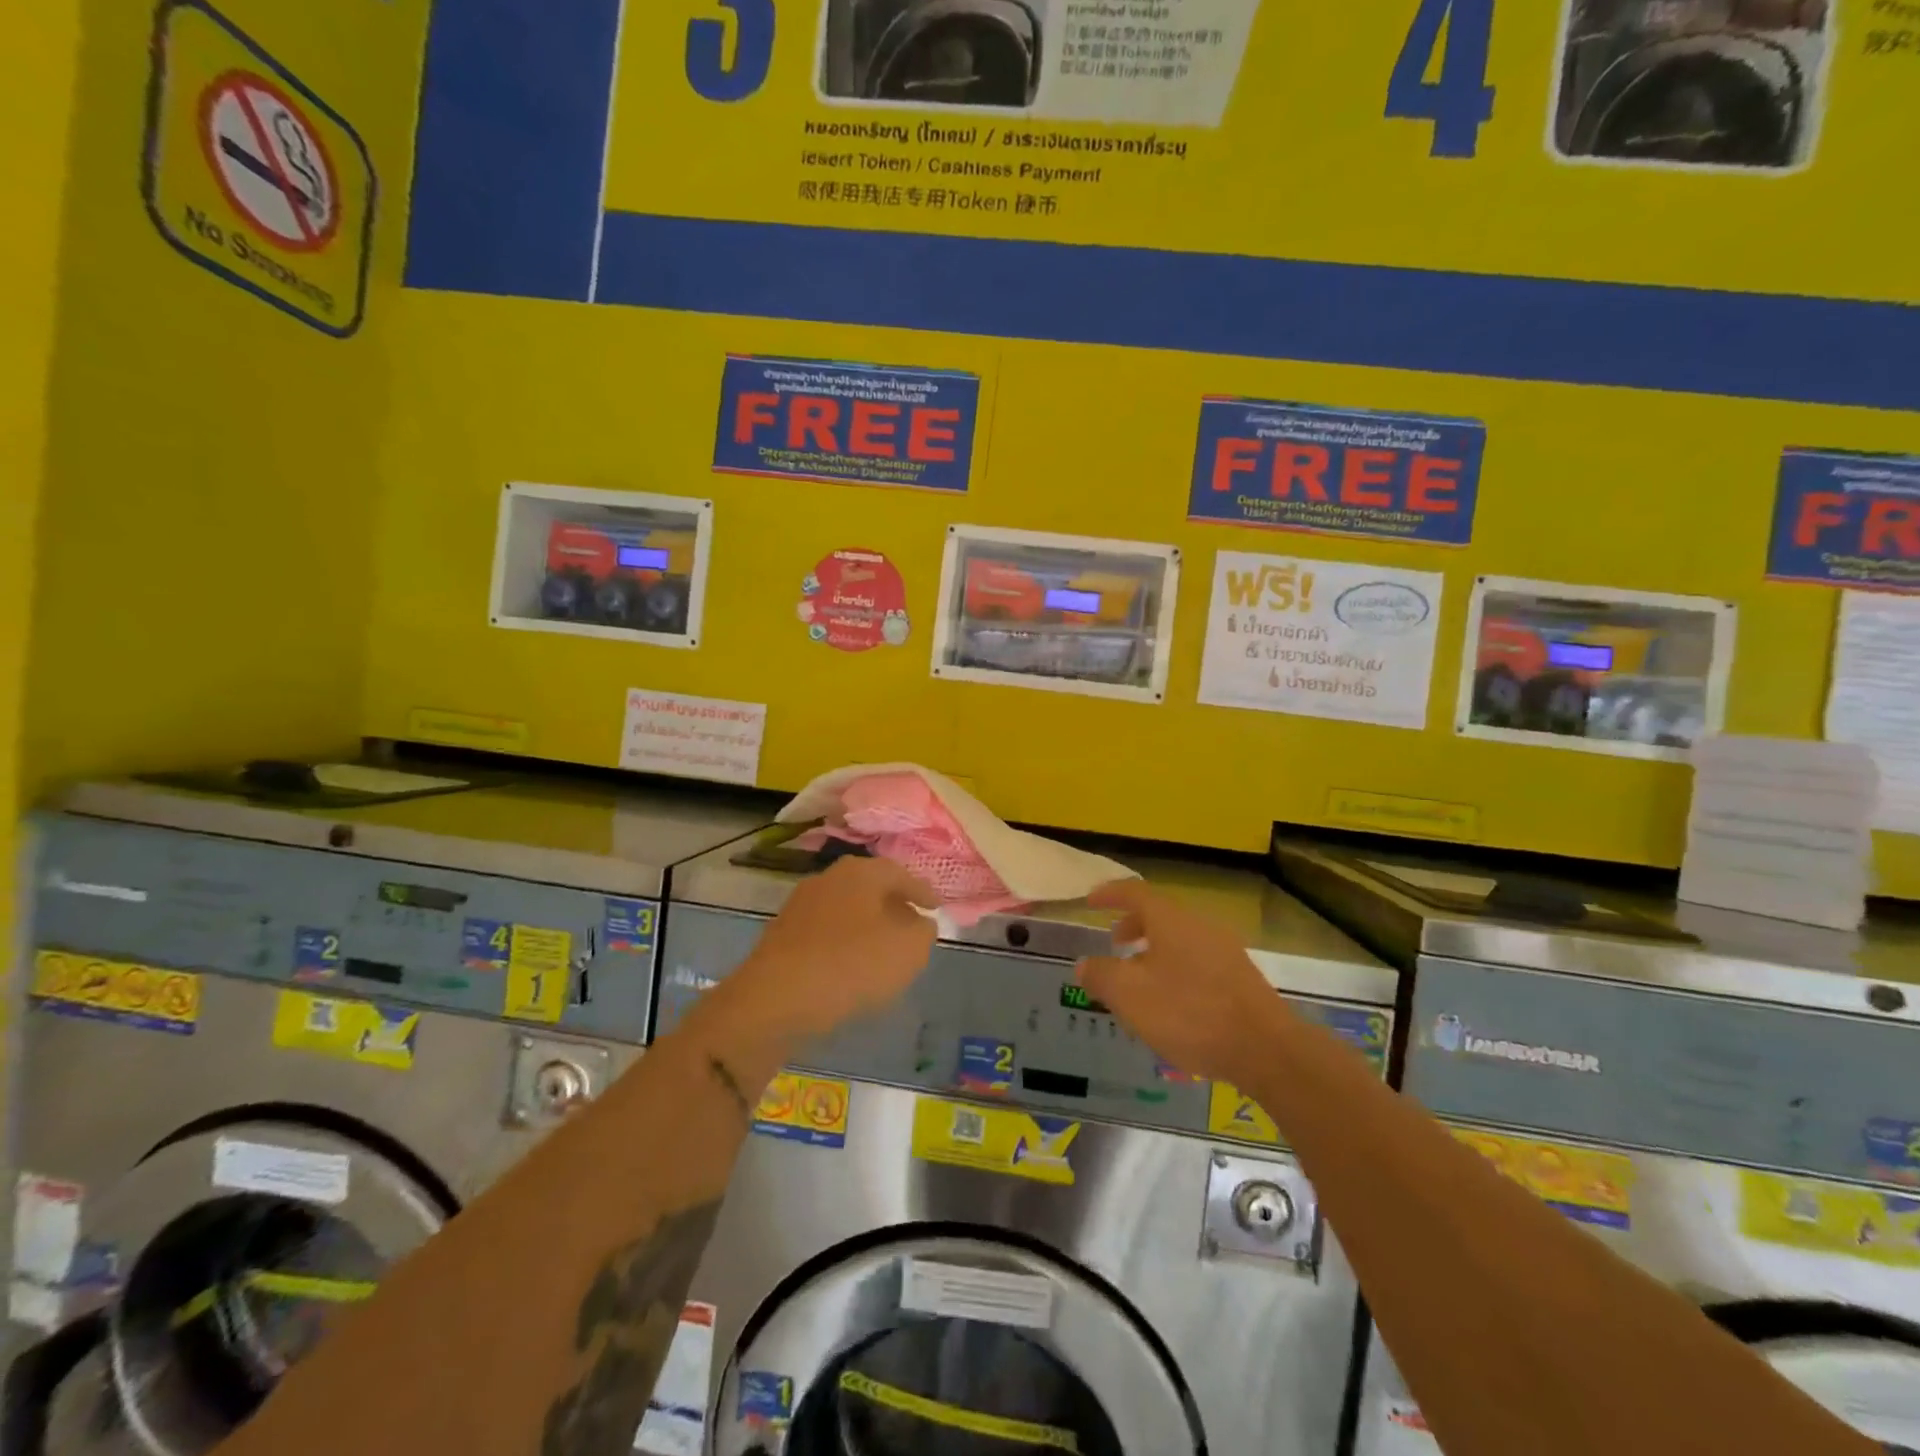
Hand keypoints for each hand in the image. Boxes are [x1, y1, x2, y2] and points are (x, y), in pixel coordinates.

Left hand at [722, 857, 937, 1040]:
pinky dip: (843, 944)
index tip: (936, 908)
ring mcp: (800, 905)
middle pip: (870, 888)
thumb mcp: (908, 951)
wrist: (774, 999)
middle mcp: (828, 878)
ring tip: (882, 951)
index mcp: (861, 872)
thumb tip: (919, 923)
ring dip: (866, 926)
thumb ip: (923, 932)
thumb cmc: (851, 965)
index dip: (922, 892)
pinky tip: (850, 968)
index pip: (900, 874)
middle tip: (911, 926)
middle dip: (893, 905)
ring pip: (846, 910)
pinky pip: (825, 933)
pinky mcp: (781, 935)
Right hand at [1076, 879, 1289, 1085]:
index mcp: (1170, 919)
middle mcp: (1199, 925)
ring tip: (1140, 979)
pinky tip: (1172, 1003)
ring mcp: (1225, 950)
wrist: (1266, 1049)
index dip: (1109, 894)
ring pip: (1179, 939)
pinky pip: (1197, 960)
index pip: (1134, 892)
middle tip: (1114, 943)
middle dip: (1133, 925)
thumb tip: (1084, 963)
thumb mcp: (1129, 996)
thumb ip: (1101, 975)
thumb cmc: (1189, 1013)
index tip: (1090, 901)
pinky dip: (1175, 968)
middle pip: (1160, 914)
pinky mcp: (1240, 977)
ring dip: (1154, 950)